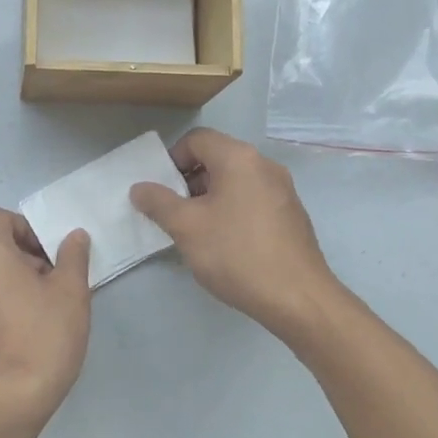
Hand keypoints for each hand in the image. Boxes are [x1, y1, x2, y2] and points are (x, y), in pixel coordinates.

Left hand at [0, 209, 90, 424]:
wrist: (9, 401)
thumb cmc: (45, 337)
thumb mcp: (72, 293)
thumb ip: (72, 257)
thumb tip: (73, 236)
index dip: (24, 230)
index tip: (46, 257)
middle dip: (16, 263)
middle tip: (45, 290)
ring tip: (26, 321)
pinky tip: (2, 344)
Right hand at [129, 128, 347, 340]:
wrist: (297, 298)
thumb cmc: (236, 254)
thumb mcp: (186, 227)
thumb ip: (158, 202)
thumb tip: (140, 188)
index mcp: (239, 158)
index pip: (196, 139)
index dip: (172, 160)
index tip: (161, 191)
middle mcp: (264, 165)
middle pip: (216, 158)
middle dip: (188, 181)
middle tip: (174, 213)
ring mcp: (283, 190)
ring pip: (234, 181)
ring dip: (209, 198)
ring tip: (197, 232)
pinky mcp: (291, 214)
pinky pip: (252, 200)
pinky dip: (232, 211)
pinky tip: (226, 244)